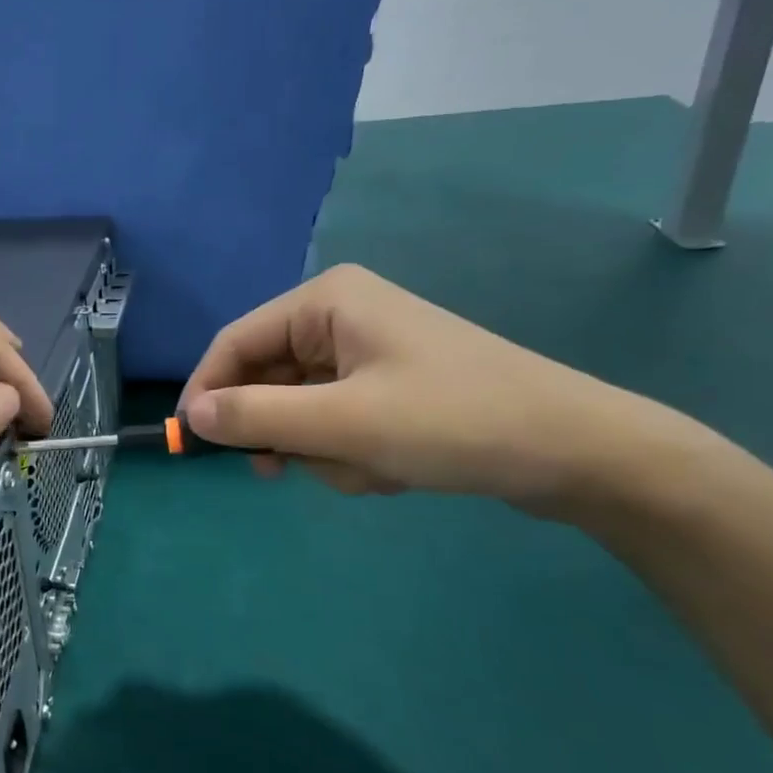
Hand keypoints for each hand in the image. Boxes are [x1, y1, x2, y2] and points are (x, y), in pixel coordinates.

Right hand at [180, 264, 683, 513]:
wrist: (580, 454)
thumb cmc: (454, 421)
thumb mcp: (343, 423)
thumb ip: (257, 416)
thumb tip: (192, 417)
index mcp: (325, 302)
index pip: (235, 342)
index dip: (208, 391)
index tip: (193, 444)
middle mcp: (340, 317)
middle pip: (267, 378)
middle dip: (284, 430)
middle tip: (288, 471)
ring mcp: (366, 353)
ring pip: (300, 409)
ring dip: (322, 450)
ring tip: (369, 469)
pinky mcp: (387, 386)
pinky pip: (335, 422)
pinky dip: (349, 453)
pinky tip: (390, 470)